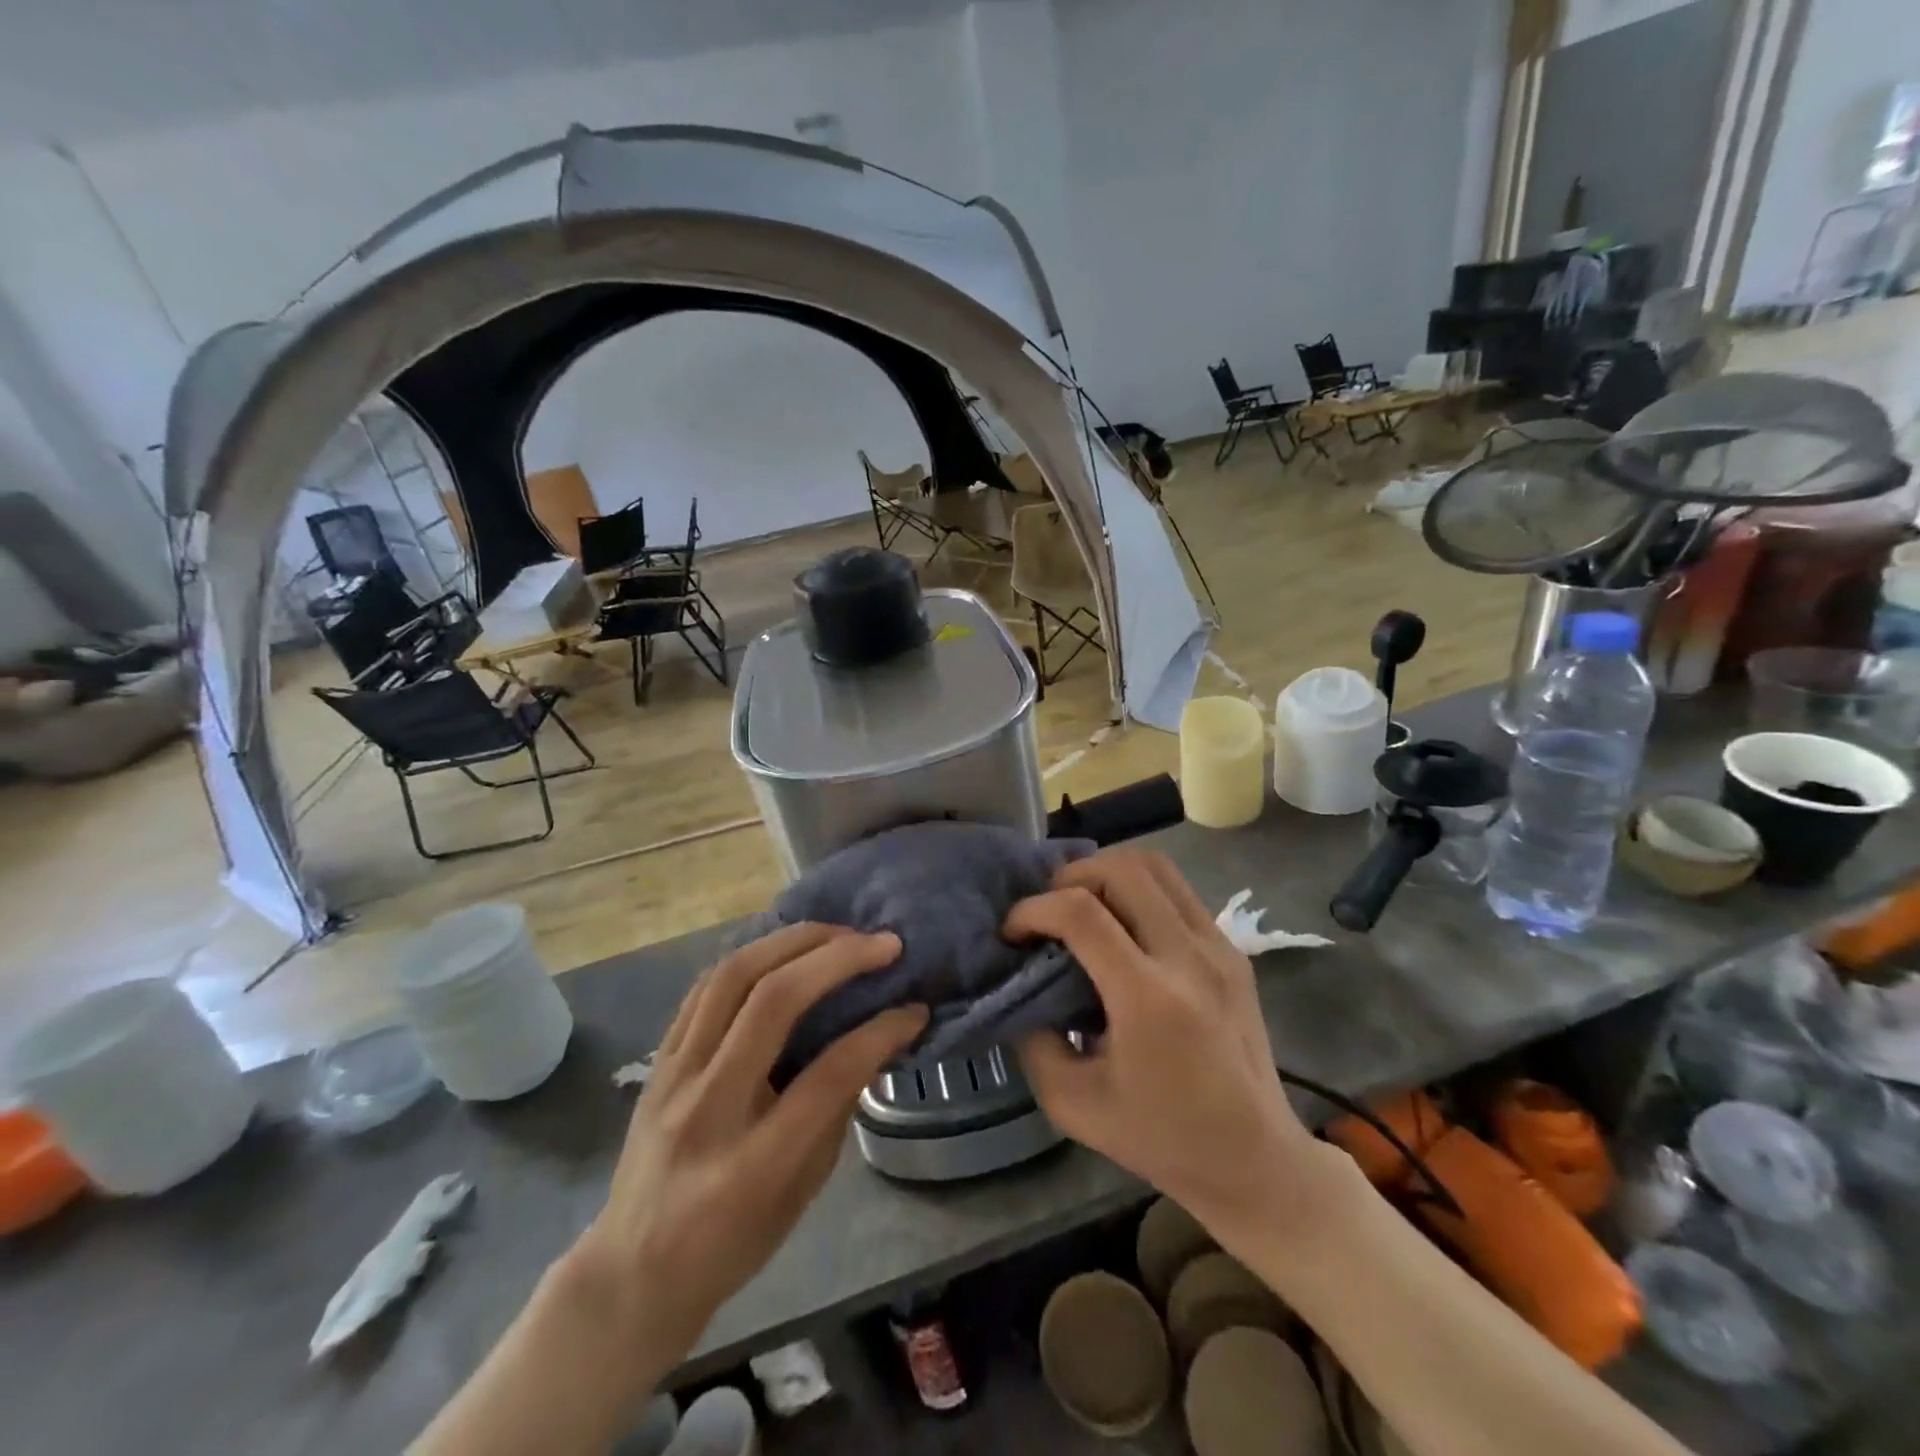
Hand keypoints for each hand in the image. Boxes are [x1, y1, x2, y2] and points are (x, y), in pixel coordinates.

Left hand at [574, 924, 927, 1360]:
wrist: (631, 1274)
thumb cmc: (732, 1244)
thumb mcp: (802, 1193)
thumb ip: (836, 1109)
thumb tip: (873, 1036)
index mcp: (753, 1163)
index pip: (827, 1075)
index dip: (880, 1032)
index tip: (914, 1008)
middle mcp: (707, 1107)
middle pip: (772, 1002)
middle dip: (836, 958)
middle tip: (882, 944)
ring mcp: (673, 1077)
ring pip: (732, 977)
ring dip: (792, 942)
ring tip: (837, 932)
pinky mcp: (657, 1060)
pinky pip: (705, 987)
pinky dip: (752, 956)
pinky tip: (784, 949)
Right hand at [1006, 850, 1323, 1235]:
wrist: (1255, 1159)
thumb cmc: (1160, 1138)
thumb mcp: (1072, 1104)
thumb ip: (1032, 1040)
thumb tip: (1018, 987)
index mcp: (1148, 999)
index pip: (1080, 913)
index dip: (1033, 910)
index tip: (1012, 934)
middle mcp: (1188, 957)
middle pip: (1121, 869)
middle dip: (1069, 877)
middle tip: (1049, 911)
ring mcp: (1218, 947)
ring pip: (1155, 865)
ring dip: (1107, 873)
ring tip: (1083, 905)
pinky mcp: (1233, 949)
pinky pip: (1177, 890)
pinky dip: (1139, 889)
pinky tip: (1123, 925)